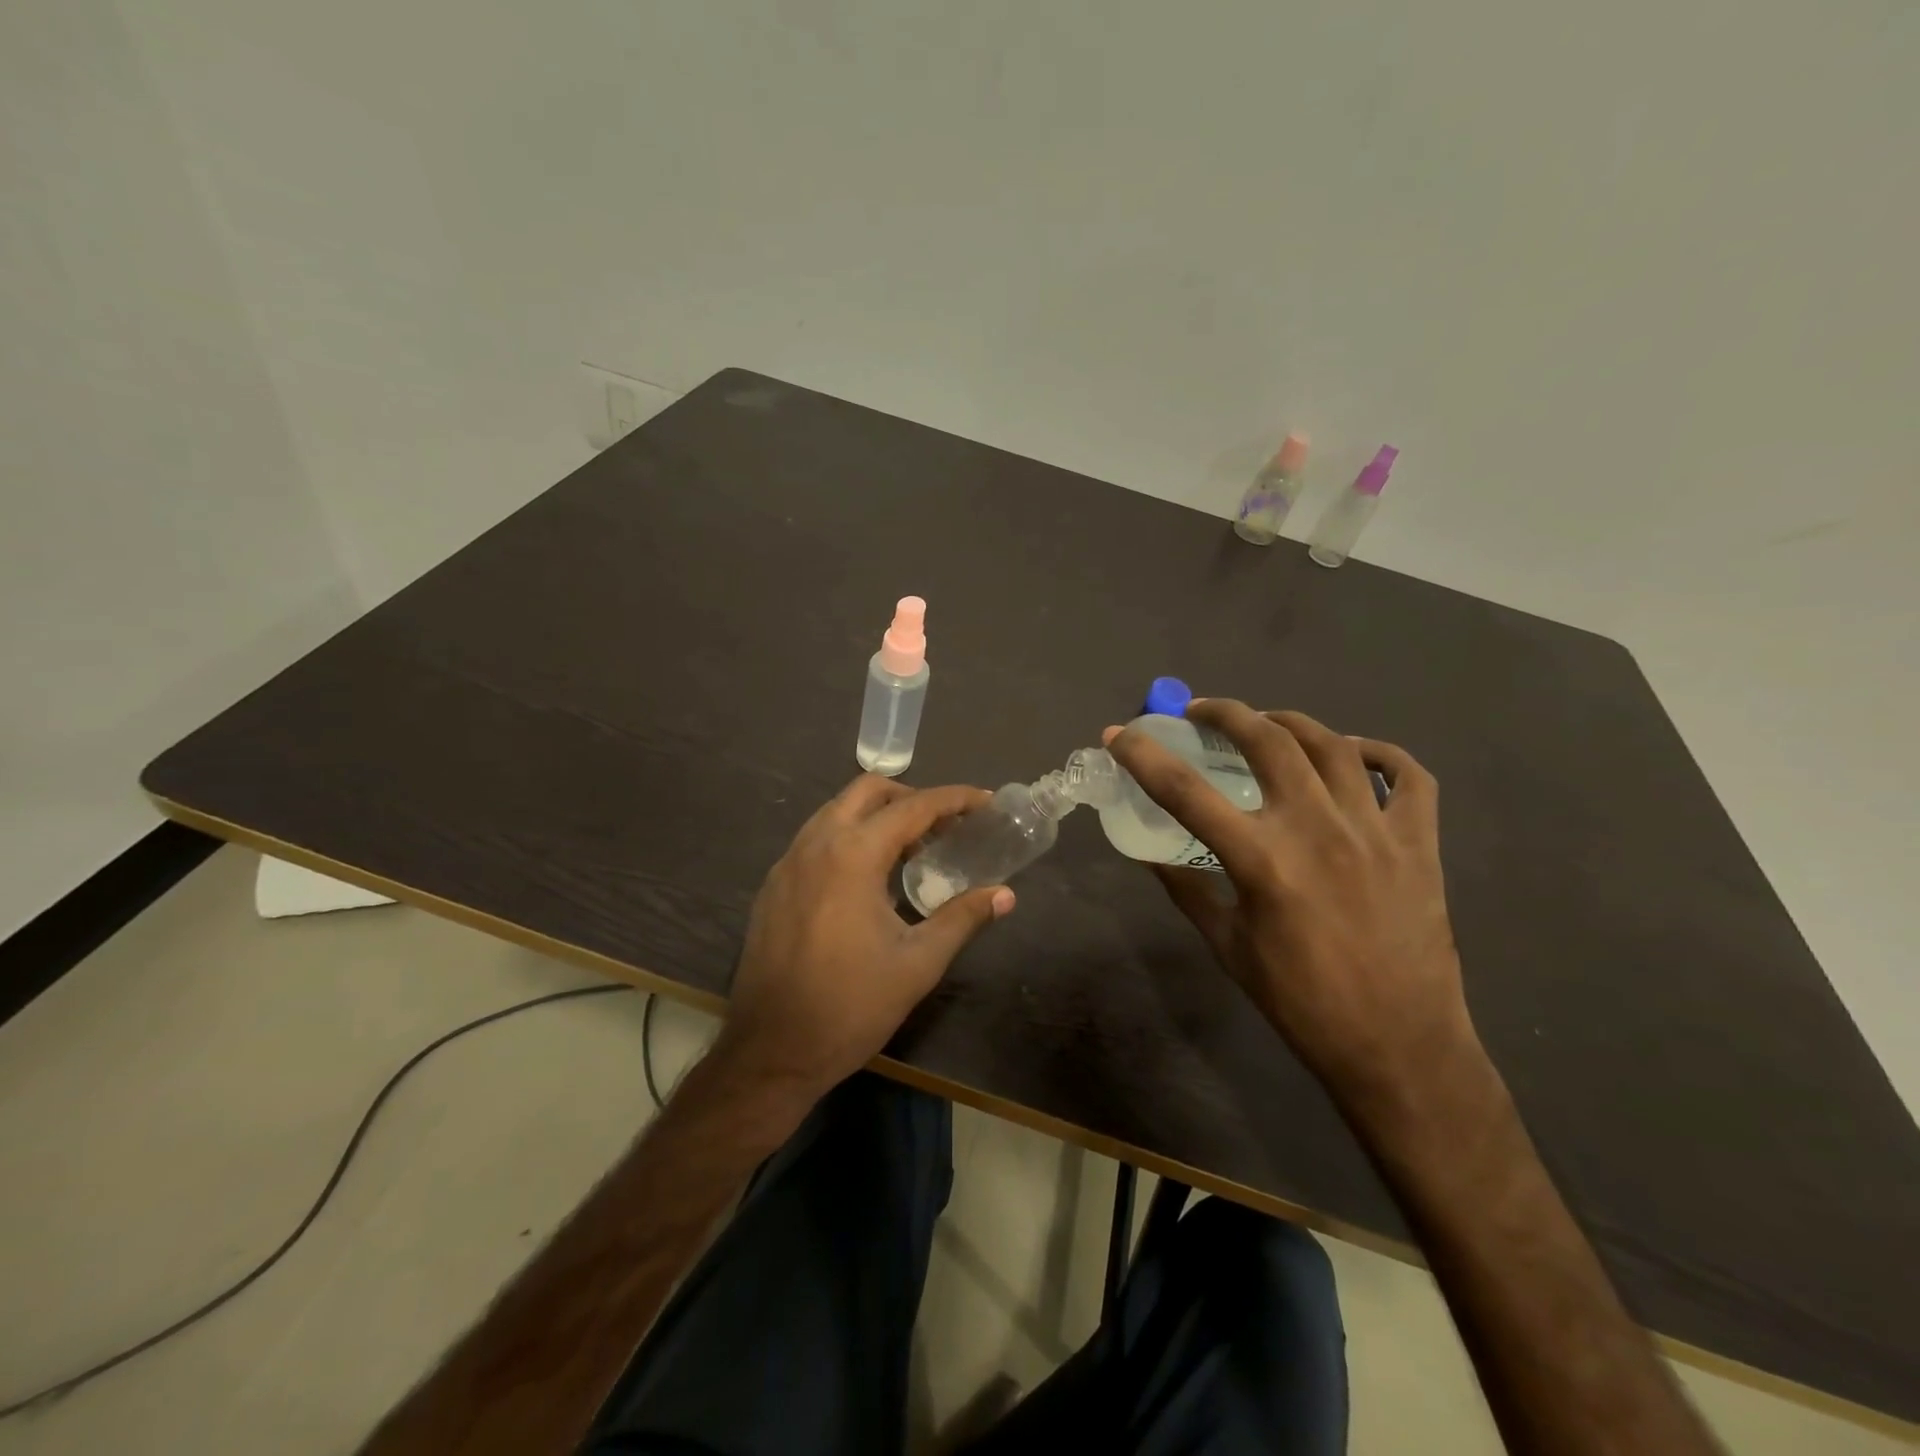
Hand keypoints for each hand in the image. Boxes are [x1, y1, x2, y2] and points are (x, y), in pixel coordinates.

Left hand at [714, 774, 1015, 1109]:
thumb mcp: (917, 964)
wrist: (770, 1052)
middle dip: (911, 797)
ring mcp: (787, 862)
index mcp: (853, 855)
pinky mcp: (773, 885)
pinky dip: (849, 838)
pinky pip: (816, 839)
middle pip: (868, 791)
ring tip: (911, 850)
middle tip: (945, 825)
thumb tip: (1004, 895)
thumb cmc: (850, 1007)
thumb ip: (962, 918)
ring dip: (877, 816)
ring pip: (837, 811)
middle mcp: (815, 843)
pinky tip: (868, 879)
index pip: (913, 807)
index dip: (954, 799)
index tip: (984, 801)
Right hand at [1108, 701, 1476, 1122]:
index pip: (1185, 791)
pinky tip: (1354, 753)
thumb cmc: (1301, 1003)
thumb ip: (1187, 888)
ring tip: (1265, 723)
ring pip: (1332, 744)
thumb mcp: (1228, 945)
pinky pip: (1410, 776)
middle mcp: (1317, 829)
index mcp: (1262, 861)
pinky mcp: (1420, 843)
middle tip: (1199, 712)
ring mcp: (1376, 831)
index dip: (1144, 756)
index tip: (1119, 734)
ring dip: (1289, 722)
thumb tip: (1151, 852)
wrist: (1399, 1048)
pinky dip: (1379, 753)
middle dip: (1224, 713)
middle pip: (1266, 740)